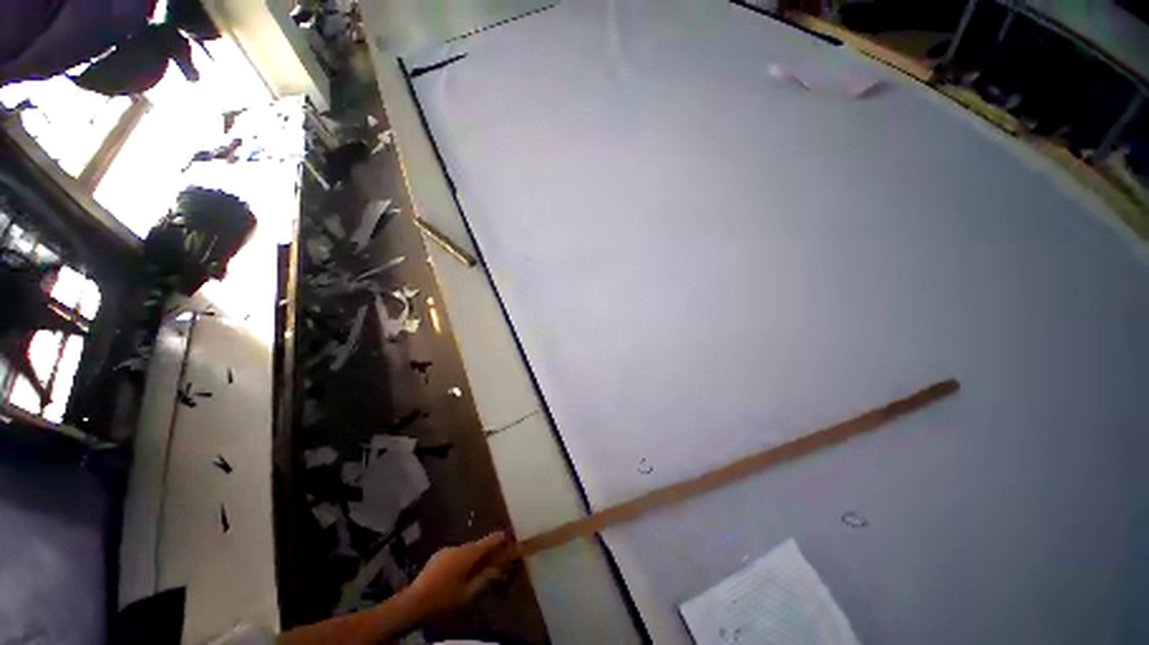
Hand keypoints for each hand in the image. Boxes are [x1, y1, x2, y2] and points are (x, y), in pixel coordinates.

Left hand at [404, 532, 515, 618]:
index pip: (490, 540)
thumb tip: (500, 568)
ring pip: (466, 550)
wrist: (413, 603)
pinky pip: (456, 554)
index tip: (510, 539)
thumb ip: (485, 578)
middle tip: (495, 561)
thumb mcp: (468, 593)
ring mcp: (447, 550)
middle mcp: (459, 547)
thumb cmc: (444, 599)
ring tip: (477, 571)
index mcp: (468, 554)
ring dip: (473, 557)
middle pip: (478, 545)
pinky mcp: (438, 556)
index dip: (501, 539)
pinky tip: (459, 574)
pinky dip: (462, 560)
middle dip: (487, 551)